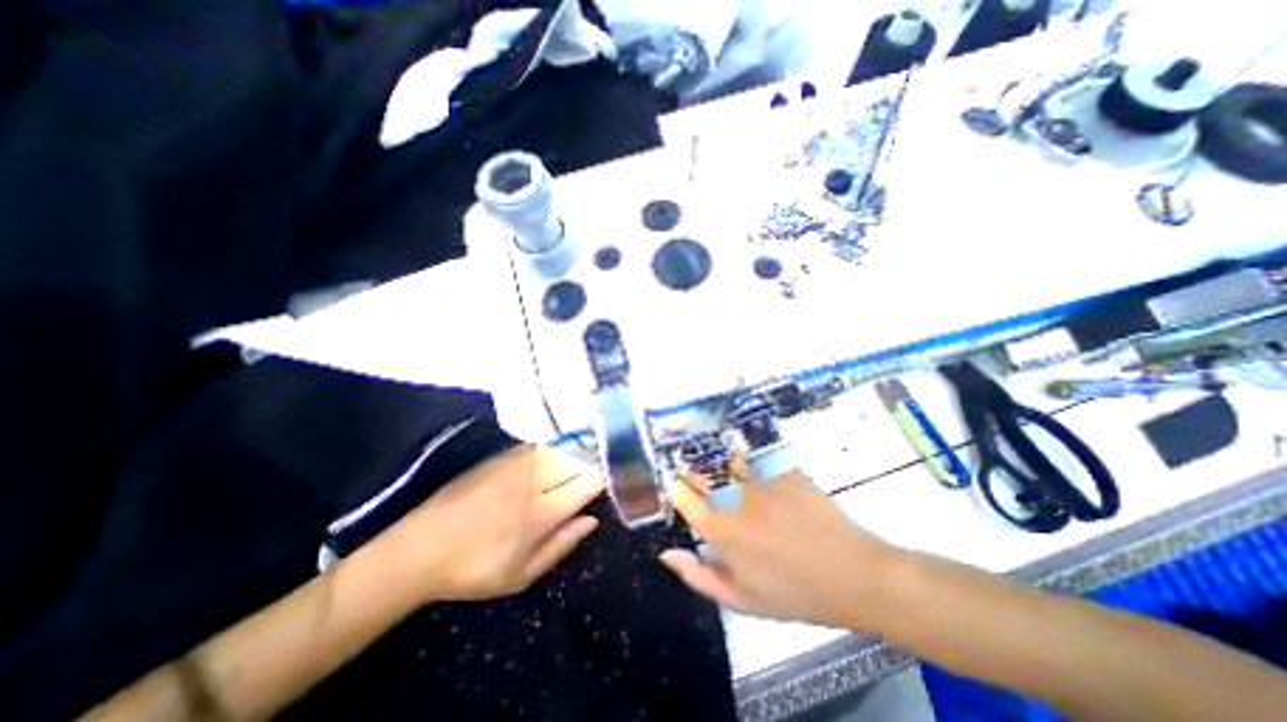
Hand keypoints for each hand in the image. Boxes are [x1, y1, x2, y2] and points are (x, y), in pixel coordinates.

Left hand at [379, 444, 606, 601]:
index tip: (604, 485)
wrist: (419, 549)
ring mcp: (513, 465)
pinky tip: (547, 460)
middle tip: (590, 477)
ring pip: (556, 450)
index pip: (585, 485)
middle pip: (574, 462)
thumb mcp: (521, 575)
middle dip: (588, 467)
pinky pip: (534, 447)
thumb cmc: (474, 569)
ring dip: (571, 456)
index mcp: (540, 513)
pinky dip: (548, 451)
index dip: (601, 481)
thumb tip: (591, 520)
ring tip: (573, 468)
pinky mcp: (498, 458)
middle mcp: (531, 481)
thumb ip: (561, 544)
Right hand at [659, 460, 897, 627]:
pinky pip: (759, 457)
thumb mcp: (742, 601)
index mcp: (721, 531)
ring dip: (724, 467)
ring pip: (729, 462)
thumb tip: (667, 552)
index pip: (684, 498)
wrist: (852, 575)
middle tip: (699, 480)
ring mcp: (761, 481)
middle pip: (702, 475)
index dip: (678, 491)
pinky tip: (759, 470)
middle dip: (694, 474)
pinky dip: (753, 461)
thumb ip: (699, 576)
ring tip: (731, 475)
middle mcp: (735, 499)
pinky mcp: (784, 470)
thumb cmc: (793, 594)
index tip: (680, 491)